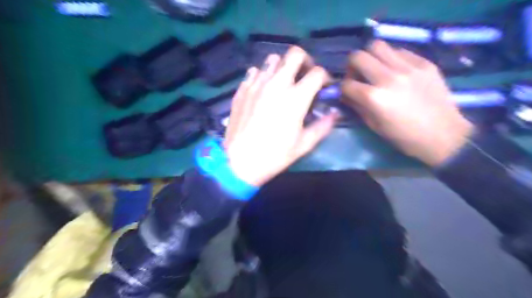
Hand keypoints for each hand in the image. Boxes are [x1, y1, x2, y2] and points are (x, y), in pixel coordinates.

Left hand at [223, 47, 335, 186]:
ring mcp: (257, 84)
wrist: (240, 162)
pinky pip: (254, 72)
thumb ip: (323, 126)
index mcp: (296, 97)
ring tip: (282, 83)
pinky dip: (262, 76)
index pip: (317, 72)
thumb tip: (334, 113)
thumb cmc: (275, 155)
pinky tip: (262, 90)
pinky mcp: (242, 89)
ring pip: (272, 59)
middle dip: (304, 61)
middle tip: (304, 76)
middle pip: (295, 54)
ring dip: (282, 67)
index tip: (323, 88)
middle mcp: (277, 83)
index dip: (324, 78)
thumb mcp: (304, 144)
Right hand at [343, 40, 470, 166]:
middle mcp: (388, 77)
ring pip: (378, 45)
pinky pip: (400, 51)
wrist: (443, 135)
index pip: (346, 84)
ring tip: (376, 69)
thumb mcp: (374, 126)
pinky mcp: (424, 63)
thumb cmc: (403, 136)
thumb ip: (357, 106)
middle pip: (358, 56)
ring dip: (371, 57)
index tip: (347, 93)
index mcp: (374, 98)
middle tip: (358, 75)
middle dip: (352, 66)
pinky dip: (391, 59)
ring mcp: (408, 67)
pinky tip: (396, 71)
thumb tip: (346, 94)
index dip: (343, 89)